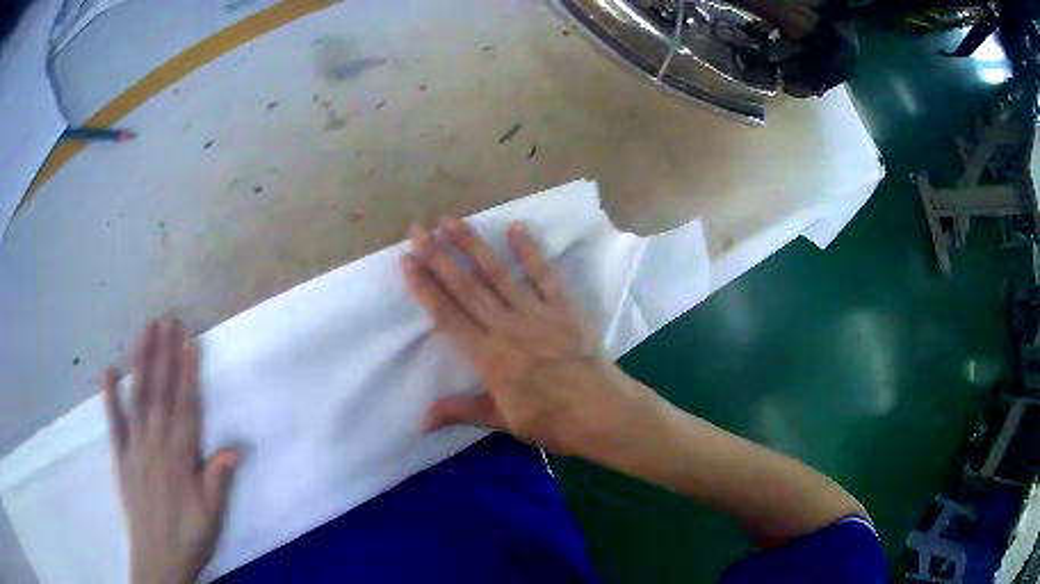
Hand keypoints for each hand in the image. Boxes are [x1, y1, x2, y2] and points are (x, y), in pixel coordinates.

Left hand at [103, 319, 237, 583]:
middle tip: (167, 320)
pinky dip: (111, 396)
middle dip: (163, 355)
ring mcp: (135, 448)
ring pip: (138, 399)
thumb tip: (234, 446)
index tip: (189, 342)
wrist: (158, 560)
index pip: (185, 408)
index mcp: (181, 459)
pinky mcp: (121, 457)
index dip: (188, 374)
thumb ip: (218, 479)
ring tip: (144, 331)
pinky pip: (114, 423)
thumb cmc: (190, 537)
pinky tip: (109, 371)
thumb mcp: (213, 516)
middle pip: (160, 394)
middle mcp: (156, 445)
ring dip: (141, 363)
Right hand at [402, 218, 652, 456]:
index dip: (424, 287)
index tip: (407, 261)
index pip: (447, 314)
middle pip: (466, 287)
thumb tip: (419, 422)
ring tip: (451, 221)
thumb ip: (460, 412)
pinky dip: (530, 251)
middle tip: (418, 229)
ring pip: (497, 274)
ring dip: (473, 246)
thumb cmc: (551, 421)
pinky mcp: (563, 307)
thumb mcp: (502, 421)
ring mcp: (536, 312)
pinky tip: (515, 227)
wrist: (602, 412)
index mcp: (488, 356)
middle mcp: (506, 326)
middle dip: (439, 257)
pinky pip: (544, 274)